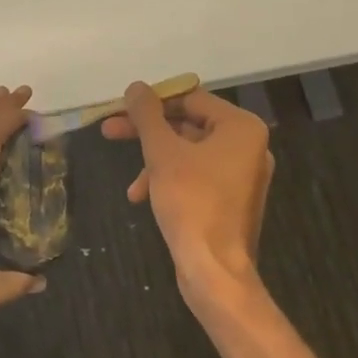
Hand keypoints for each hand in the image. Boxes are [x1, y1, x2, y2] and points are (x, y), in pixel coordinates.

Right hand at [102, 82, 273, 315]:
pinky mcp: (231, 199)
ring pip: (189, 153)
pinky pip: (197, 176)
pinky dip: (170, 180)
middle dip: (148, 132)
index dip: (152, 102)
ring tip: (130, 183)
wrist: (214, 270)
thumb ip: (147, 116)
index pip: (190, 98)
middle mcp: (248, 146)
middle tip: (110, 130)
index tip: (120, 109)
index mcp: (241, 127)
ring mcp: (242, 174)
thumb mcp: (162, 153)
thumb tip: (135, 87)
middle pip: (188, 125)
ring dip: (155, 162)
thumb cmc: (191, 202)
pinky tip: (144, 198)